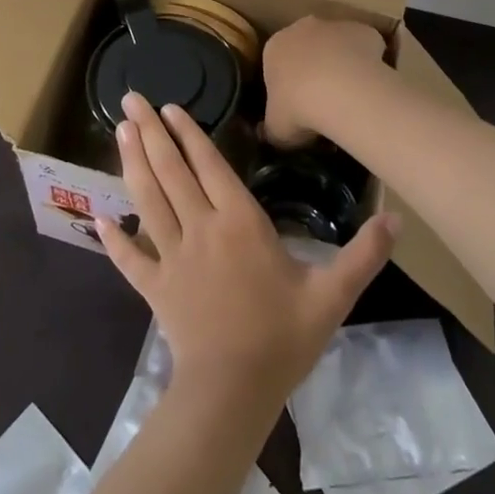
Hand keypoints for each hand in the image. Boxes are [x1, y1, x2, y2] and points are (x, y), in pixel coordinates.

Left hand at [97, 93, 399, 406]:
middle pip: (171, 171)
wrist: (233, 393)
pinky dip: (113, 237)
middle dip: (150, 132)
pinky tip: (97, 217)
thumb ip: (362, 255)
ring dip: (132, 163)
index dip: (189, 133)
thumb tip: (397, 218)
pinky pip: (129, 258)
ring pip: (147, 200)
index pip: (209, 165)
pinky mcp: (155, 287)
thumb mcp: (332, 297)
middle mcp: (200, 228)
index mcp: (239, 223)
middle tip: (131, 99)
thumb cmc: (282, 339)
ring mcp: (172, 256)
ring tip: (119, 131)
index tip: (170, 105)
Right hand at [261, 17, 388, 148]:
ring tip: (351, 98)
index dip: (288, 85)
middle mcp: (302, 28)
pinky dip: (368, 63)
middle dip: (315, 68)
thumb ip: (270, 129)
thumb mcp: (275, 129)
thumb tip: (266, 133)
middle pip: (308, 47)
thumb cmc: (298, 109)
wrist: (342, 92)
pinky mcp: (364, 30)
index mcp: (274, 47)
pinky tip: (370, 86)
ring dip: (342, 63)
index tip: (298, 106)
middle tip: (324, 101)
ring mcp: (335, 26)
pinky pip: (366, 48)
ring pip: (338, 45)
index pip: (277, 63)